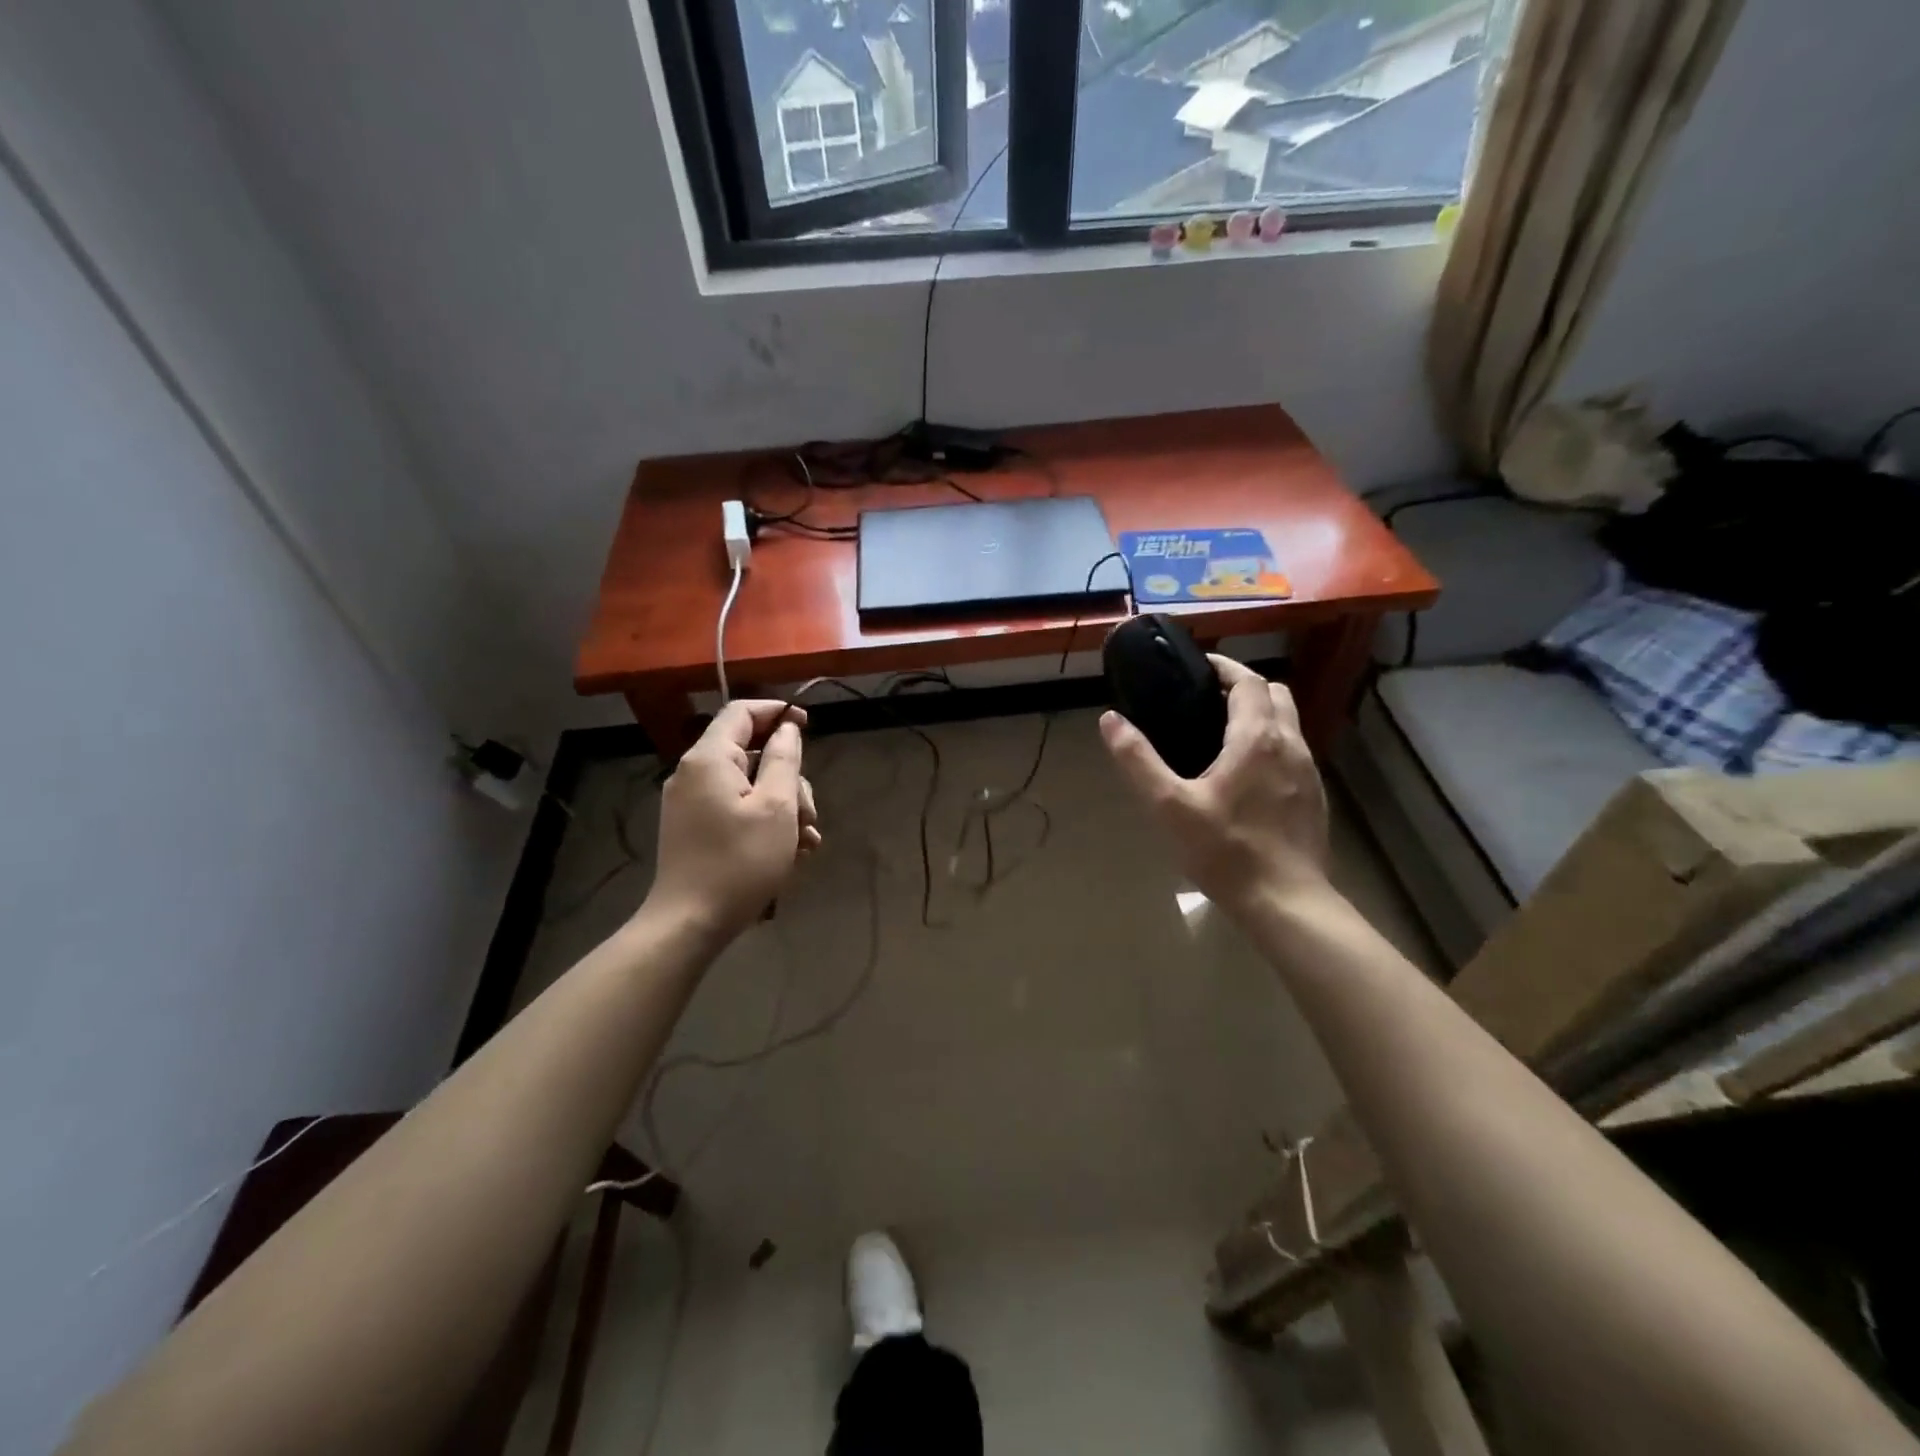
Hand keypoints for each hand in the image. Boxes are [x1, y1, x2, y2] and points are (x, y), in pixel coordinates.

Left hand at [646, 700, 820, 939]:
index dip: (777, 712)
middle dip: (789, 779)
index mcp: (709, 759)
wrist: (689, 923)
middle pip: (752, 754)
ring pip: (749, 786)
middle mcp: (694, 773)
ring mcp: (691, 803)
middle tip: (810, 815)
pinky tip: (788, 852)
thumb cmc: (739, 862)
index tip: (808, 725)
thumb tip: (788, 728)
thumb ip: (784, 759)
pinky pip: (736, 809)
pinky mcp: (694, 828)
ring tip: (805, 843)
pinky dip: (764, 822)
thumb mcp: (776, 807)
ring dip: (783, 807)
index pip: (742, 712)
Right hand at [1101, 656, 1330, 916]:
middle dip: (1244, 687)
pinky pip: (1293, 752)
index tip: (1198, 667)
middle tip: (1208, 699)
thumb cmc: (1225, 850)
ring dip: (1260, 715)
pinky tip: (1246, 776)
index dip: (1225, 667)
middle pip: (1275, 694)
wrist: (1286, 902)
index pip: (1248, 681)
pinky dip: (1271, 744)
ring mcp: (1309, 771)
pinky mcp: (1314, 797)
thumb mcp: (1169, 805)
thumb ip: (1138, 760)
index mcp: (1257, 738)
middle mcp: (1290, 744)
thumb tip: (1110, 720)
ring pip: (1289, 723)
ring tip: (1222, 735)